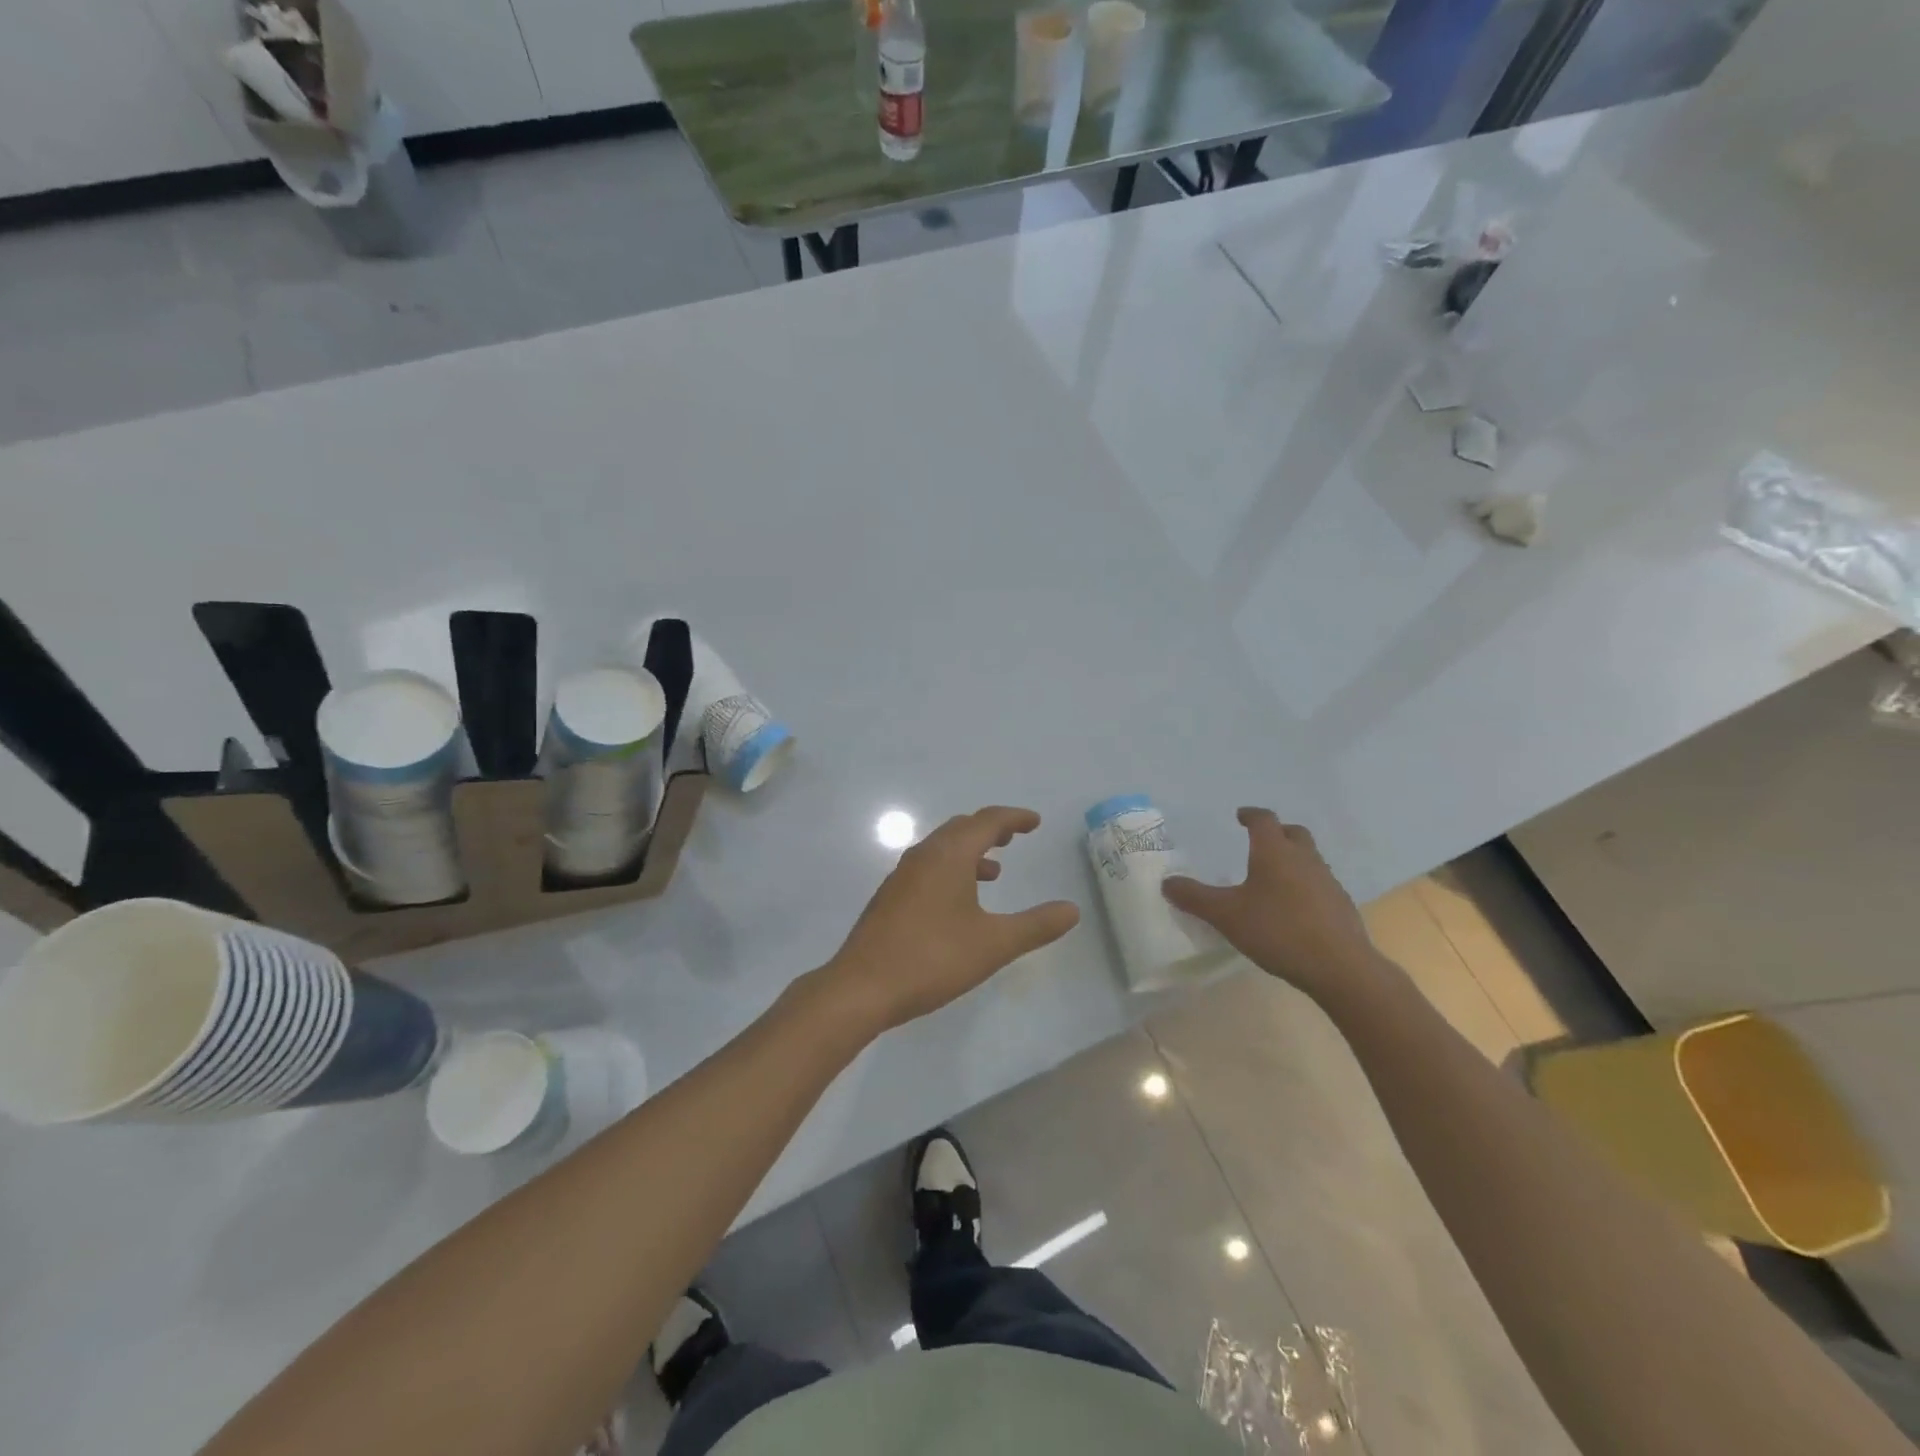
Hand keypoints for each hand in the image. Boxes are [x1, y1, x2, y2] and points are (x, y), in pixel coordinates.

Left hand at [822, 807, 1080, 1035]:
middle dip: (990, 829)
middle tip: (1014, 837)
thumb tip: (1072, 910)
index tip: (1035, 822)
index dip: (1014, 818)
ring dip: (970, 851)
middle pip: (961, 828)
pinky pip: (928, 867)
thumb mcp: (993, 944)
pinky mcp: (890, 897)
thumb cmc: (932, 959)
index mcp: (949, 856)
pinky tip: (959, 902)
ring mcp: (901, 875)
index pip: (987, 821)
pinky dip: (951, 869)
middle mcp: (923, 855)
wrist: (862, 987)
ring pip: (942, 848)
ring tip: (995, 870)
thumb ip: (1035, 925)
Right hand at [1163, 808, 1381, 1002]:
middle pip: (1293, 833)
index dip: (1250, 815)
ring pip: (1309, 858)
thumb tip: (1167, 882)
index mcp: (1275, 852)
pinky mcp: (1341, 906)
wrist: (1340, 967)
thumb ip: (1195, 898)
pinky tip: (1293, 908)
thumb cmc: (1278, 930)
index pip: (1264, 820)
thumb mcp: (1226, 915)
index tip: (1240, 816)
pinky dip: (1305, 885)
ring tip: (1273, 878)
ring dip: (1292, 859)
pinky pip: (1319, 884)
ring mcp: (1327, 882)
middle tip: (1259, 841)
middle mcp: (1304, 859)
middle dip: (1276, 832)